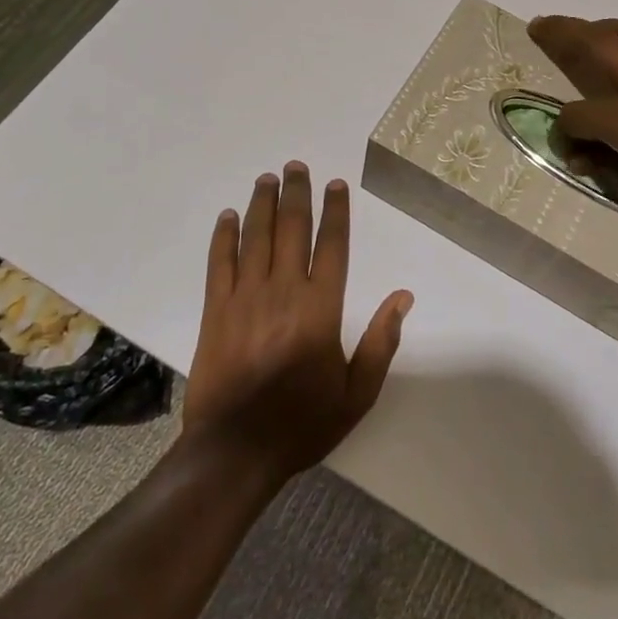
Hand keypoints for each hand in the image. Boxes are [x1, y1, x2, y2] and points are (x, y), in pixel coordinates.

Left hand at [182, 162, 412, 484]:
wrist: (235, 452)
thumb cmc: (302, 423)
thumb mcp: (357, 394)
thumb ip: (380, 342)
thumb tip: (403, 297)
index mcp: (320, 308)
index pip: (332, 246)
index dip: (336, 212)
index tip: (336, 184)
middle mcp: (283, 291)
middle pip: (292, 229)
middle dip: (296, 194)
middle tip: (296, 166)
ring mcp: (245, 298)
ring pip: (256, 238)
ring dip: (262, 204)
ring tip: (267, 178)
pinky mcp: (214, 311)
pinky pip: (218, 264)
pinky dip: (223, 237)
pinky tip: (228, 216)